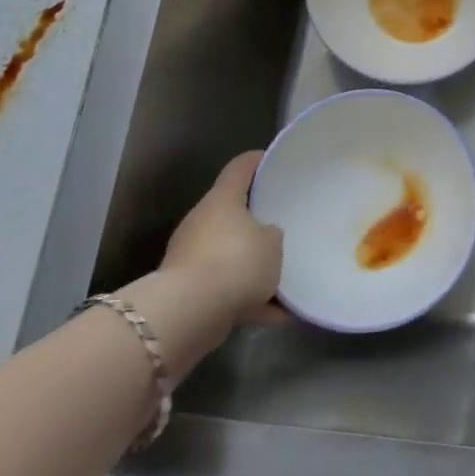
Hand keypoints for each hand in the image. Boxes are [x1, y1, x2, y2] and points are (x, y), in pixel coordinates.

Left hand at [123, 151, 282, 375]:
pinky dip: (248, 298)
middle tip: (283, 225)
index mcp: (222, 200)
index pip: (240, 168)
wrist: (189, 314)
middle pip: (232, 214)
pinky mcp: (189, 291)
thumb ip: (272, 235)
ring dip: (252, 266)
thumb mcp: (273, 243)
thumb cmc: (236, 262)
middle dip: (256, 221)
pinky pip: (226, 288)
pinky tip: (276, 314)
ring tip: (285, 278)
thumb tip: (264, 236)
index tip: (273, 160)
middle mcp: (202, 223)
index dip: (257, 161)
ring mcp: (191, 257)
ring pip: (229, 254)